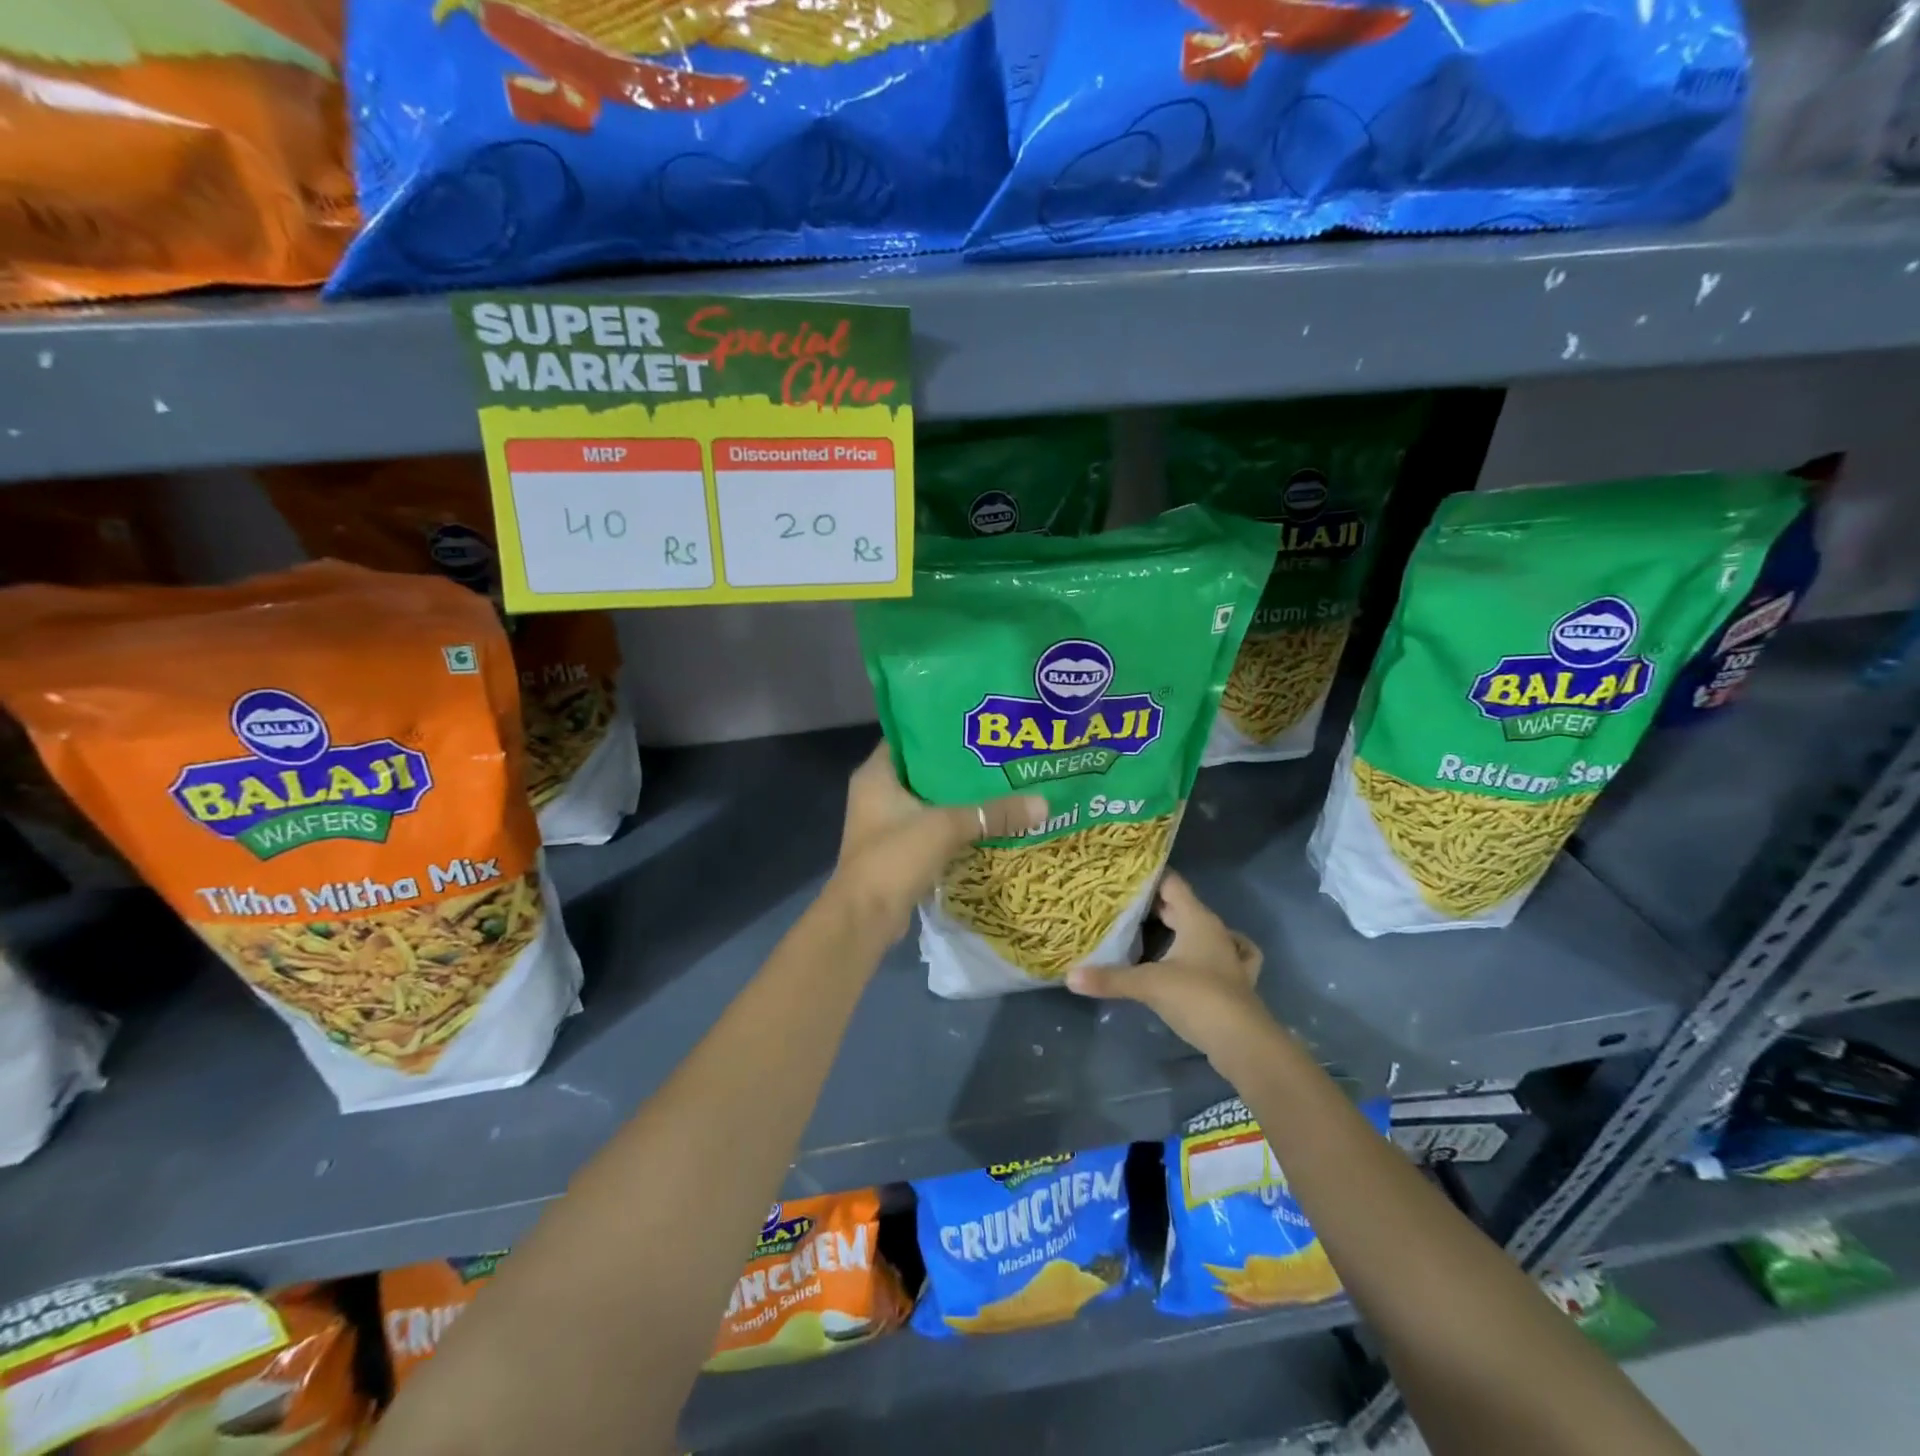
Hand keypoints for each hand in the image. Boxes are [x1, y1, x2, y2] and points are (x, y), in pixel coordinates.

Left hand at [831, 740, 1045, 937]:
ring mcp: (885, 824)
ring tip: (1000, 783)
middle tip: (998, 754)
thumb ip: (993, 813)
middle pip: (923, 770)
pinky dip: (954, 824)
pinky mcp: (897, 850)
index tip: (976, 725)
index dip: (939, 728)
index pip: (909, 737)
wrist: (865, 918)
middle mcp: (876, 793)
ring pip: (929, 800)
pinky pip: (931, 827)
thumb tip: (1044, 803)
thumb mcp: (947, 827)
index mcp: (876, 774)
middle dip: (958, 765)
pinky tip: (986, 821)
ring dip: (958, 797)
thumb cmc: (894, 857)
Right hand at [1066, 871, 1271, 1062]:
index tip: (1122, 875)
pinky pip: (1216, 957)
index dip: (1149, 876)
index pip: (1172, 883)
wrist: (1244, 1043)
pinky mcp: (1232, 982)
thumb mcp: (1148, 984)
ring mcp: (1227, 957)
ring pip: (1200, 931)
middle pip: (1183, 906)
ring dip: (1179, 927)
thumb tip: (1069, 976)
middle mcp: (1215, 931)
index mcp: (1197, 919)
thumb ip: (1109, 978)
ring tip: (1150, 928)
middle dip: (1155, 904)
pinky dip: (1203, 954)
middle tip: (1120, 903)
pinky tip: (1195, 960)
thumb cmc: (1198, 998)